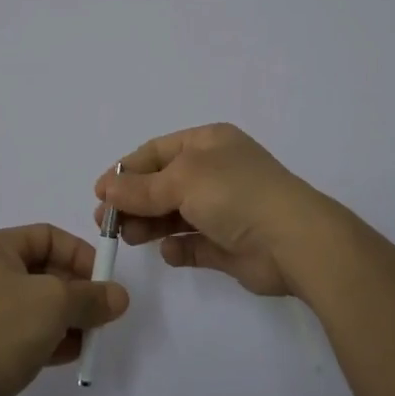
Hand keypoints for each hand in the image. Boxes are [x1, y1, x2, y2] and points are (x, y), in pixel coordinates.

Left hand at [0, 225, 128, 395]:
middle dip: (78, 292)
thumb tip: (118, 296)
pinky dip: (51, 340)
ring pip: (39, 305)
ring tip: (91, 339)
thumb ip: (91, 297)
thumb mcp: (53, 304)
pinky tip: (72, 356)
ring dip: (69, 319)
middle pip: (46, 271)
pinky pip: (27, 333)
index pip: (49, 236)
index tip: (105, 281)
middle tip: (103, 314)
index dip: (80, 254)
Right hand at [94, 123, 335, 297]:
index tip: (100, 193)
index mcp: (208, 143)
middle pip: (162, 184)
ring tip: (128, 239)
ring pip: (175, 215)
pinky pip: (194, 244)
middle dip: (134, 201)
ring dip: (149, 225)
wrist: (294, 242)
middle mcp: (216, 171)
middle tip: (107, 224)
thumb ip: (141, 188)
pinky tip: (169, 252)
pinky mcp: (229, 244)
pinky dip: (178, 248)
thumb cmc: (236, 194)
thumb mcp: (182, 180)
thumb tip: (106, 189)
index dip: (127, 170)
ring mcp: (224, 209)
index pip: (157, 151)